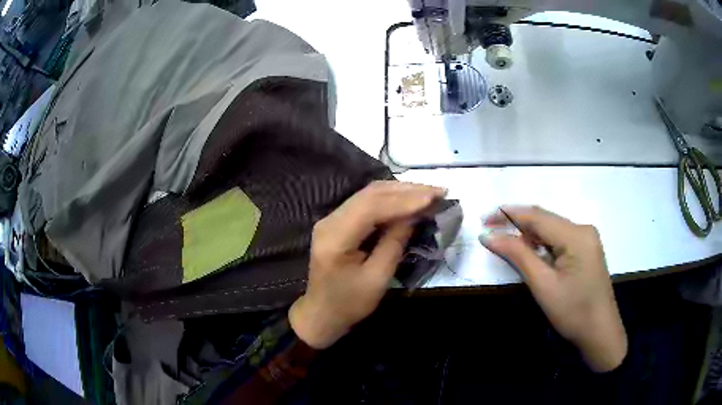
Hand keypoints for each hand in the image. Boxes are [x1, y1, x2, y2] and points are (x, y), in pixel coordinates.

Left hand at [289, 181, 445, 348]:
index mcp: (335, 237)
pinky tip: (409, 200)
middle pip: (370, 194)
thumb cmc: (350, 303)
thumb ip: (395, 243)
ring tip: (429, 193)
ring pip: (369, 194)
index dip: (404, 200)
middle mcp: (329, 220)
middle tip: (438, 191)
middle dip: (406, 191)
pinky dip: (390, 199)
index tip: (434, 197)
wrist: (322, 313)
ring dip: (400, 191)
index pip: (371, 207)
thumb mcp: (378, 279)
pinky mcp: (338, 221)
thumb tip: (415, 214)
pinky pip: (366, 203)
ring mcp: (331, 218)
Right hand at [479, 206, 626, 371]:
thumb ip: (517, 255)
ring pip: (551, 228)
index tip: (482, 221)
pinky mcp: (586, 249)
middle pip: (545, 219)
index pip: (537, 216)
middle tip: (490, 232)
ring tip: (505, 242)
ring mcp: (587, 238)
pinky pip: (559, 238)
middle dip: (516, 222)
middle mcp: (583, 229)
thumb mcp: (543, 285)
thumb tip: (488, 236)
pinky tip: (530, 250)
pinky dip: (541, 242)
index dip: (508, 214)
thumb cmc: (572, 312)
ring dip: (528, 233)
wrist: (600, 332)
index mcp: (576, 234)